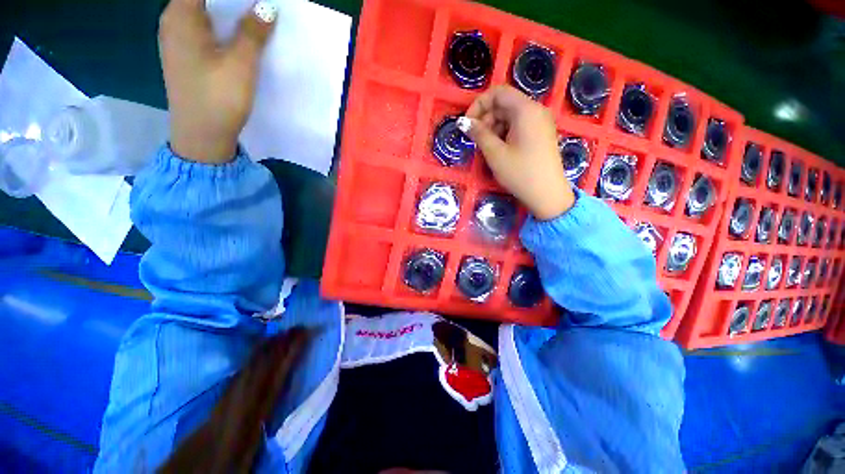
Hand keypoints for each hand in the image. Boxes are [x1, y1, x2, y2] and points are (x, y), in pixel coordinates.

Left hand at [158, 0, 277, 163]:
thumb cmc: (218, 98)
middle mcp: (173, 21)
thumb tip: (268, 6)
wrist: (201, 136)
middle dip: (232, 1)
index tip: (254, 1)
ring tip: (253, 18)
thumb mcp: (241, 64)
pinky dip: (222, 24)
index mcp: (181, 16)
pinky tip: (239, 34)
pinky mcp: (185, 54)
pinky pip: (204, 27)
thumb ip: (253, 32)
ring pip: (204, 11)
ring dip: (228, 11)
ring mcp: (177, 38)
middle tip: (258, 8)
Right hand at [460, 85, 574, 219]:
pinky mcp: (541, 134)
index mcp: (526, 110)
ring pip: (510, 116)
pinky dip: (504, 133)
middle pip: (504, 104)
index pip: (498, 93)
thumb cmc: (520, 173)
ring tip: (486, 147)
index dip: (479, 104)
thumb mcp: (495, 153)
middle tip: (475, 139)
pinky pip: (518, 126)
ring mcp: (540, 123)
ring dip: (494, 127)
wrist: (547, 194)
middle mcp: (536, 110)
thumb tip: (463, 122)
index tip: (468, 123)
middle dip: (486, 118)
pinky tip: (498, 149)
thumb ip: (478, 134)